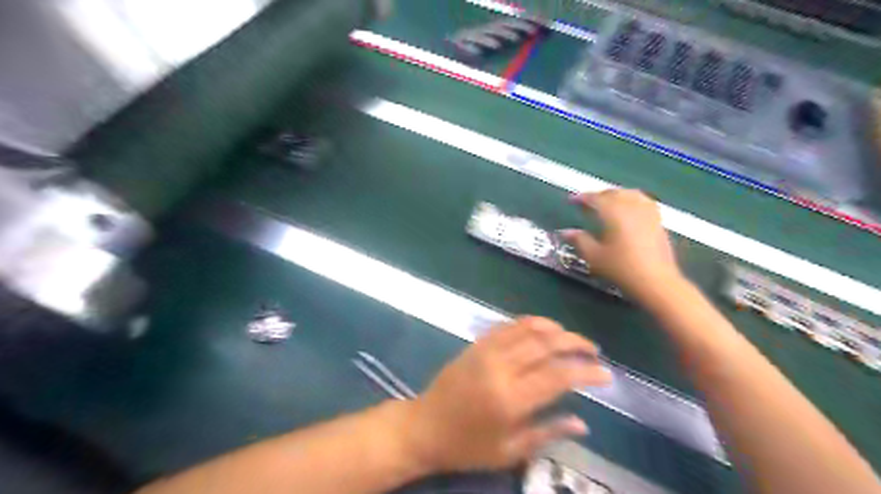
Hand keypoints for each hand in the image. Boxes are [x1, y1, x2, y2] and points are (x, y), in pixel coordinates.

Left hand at [402, 319, 610, 471]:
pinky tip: (541, 328)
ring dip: (554, 328)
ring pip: (527, 328)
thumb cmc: (467, 446)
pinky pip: (506, 326)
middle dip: (575, 343)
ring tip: (571, 337)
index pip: (558, 376)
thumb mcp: (509, 451)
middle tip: (593, 350)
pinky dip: (528, 322)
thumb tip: (582, 423)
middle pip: (546, 344)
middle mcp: (500, 368)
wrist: (424, 427)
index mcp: (511, 399)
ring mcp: (486, 351)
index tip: (605, 374)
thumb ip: (547, 432)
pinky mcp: (476, 344)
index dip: (585, 372)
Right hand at [565, 190, 680, 302]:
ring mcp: (647, 213)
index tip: (571, 200)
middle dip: (599, 195)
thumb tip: (565, 231)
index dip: (582, 197)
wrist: (655, 281)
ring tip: (607, 202)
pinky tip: (630, 209)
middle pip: (614, 193)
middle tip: (587, 202)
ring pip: (630, 194)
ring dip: (617, 194)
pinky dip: (632, 200)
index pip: (596, 198)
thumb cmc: (621, 268)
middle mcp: (631, 207)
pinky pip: (644, 201)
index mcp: (614, 212)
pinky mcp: (658, 221)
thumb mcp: (594, 256)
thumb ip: (579, 240)